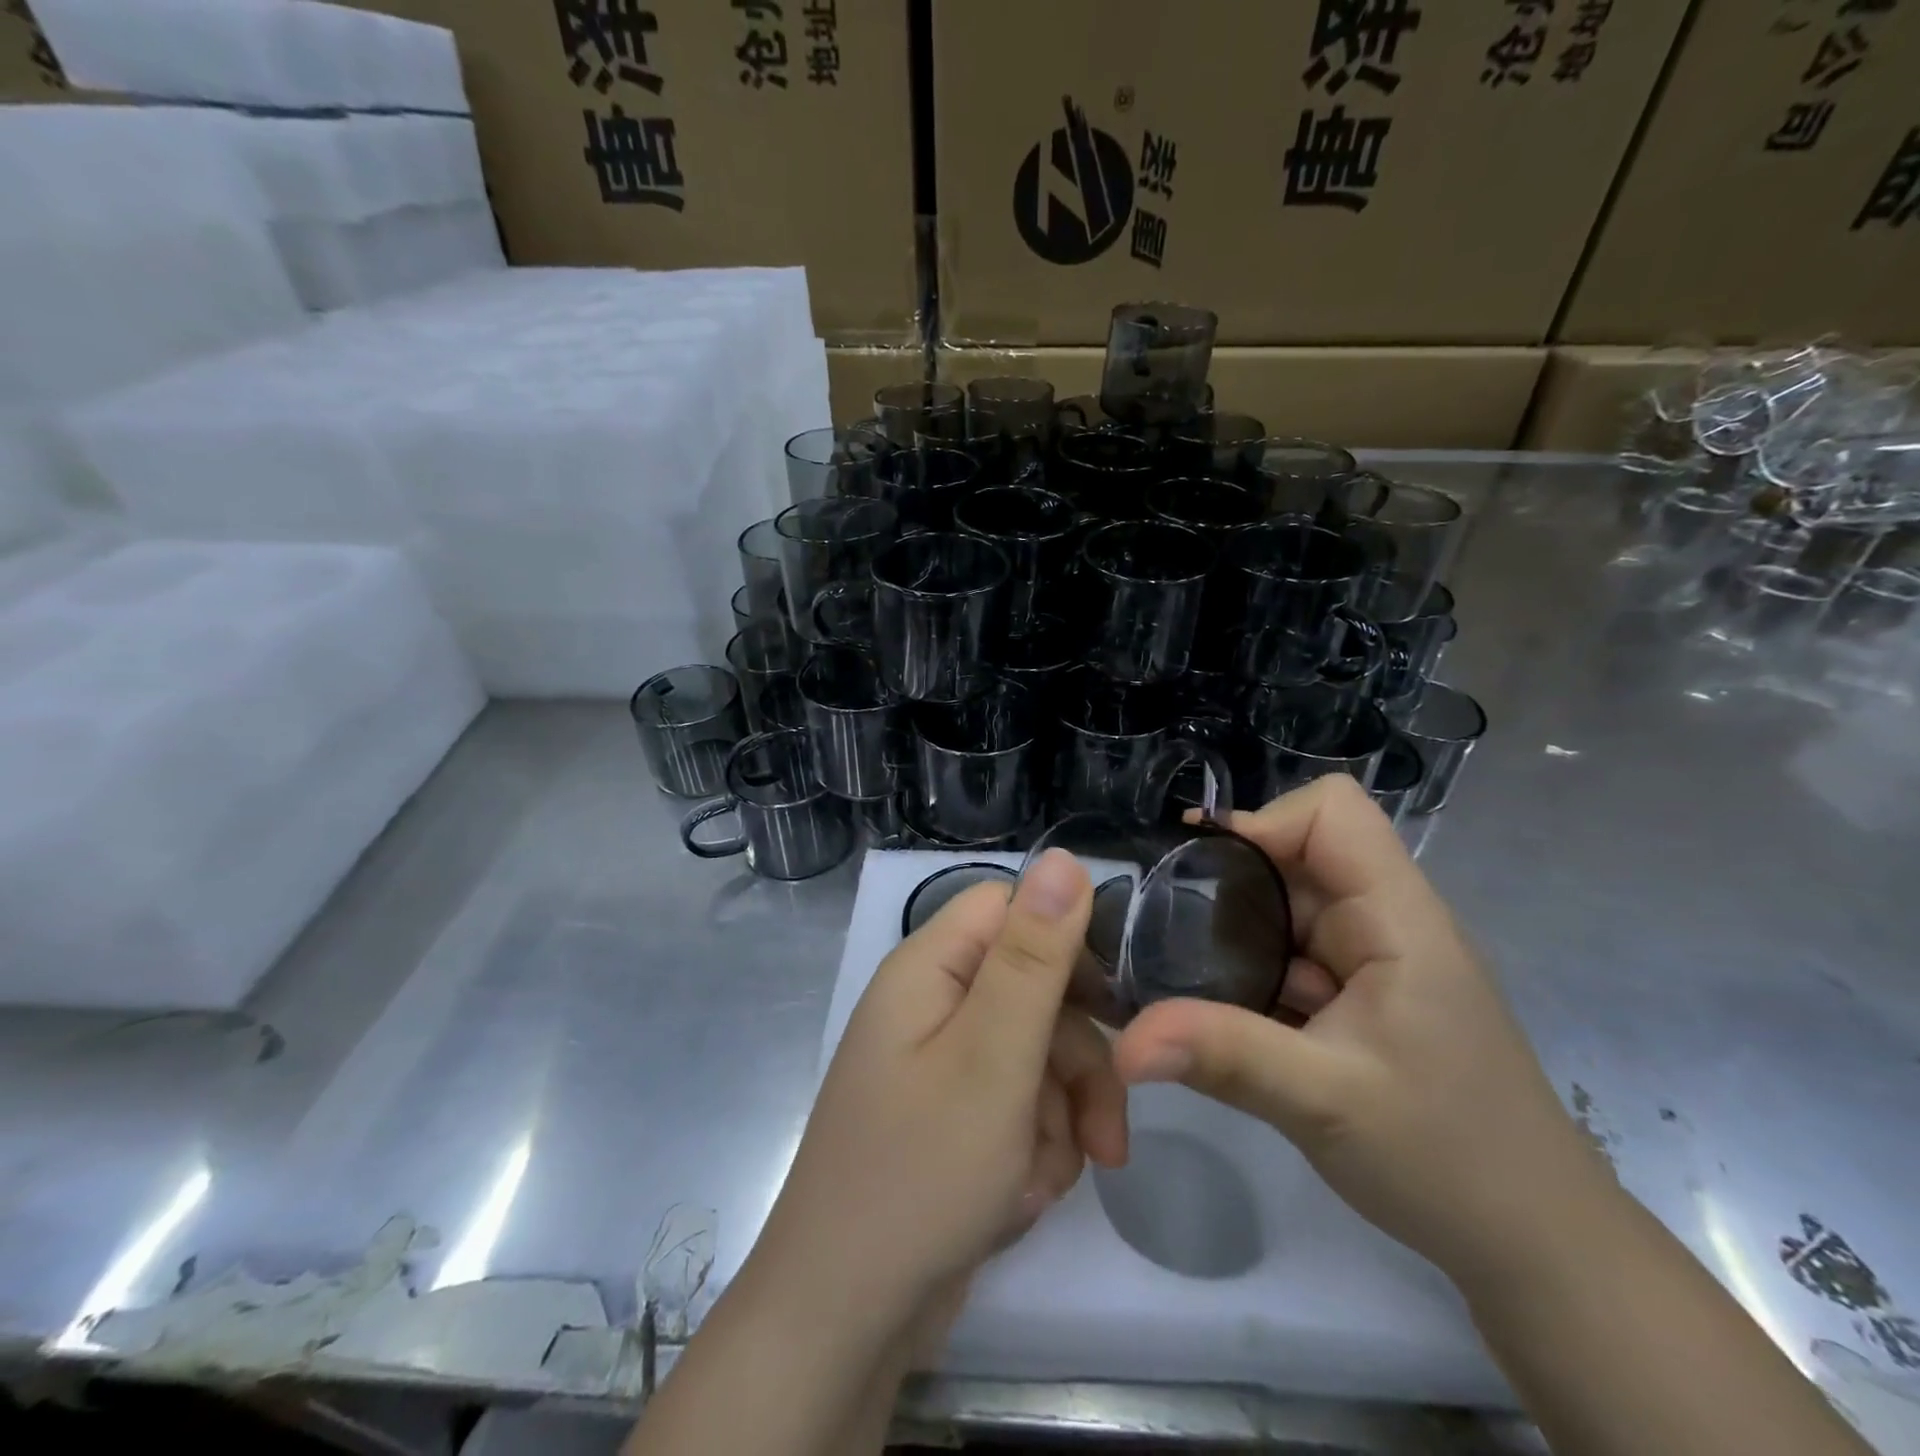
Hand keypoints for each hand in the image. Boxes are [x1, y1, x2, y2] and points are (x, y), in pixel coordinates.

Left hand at [751, 849, 1128, 1320]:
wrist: (844, 1320)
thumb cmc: (920, 1174)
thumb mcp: (993, 1057)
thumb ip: (1033, 956)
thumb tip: (1063, 855)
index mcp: (929, 969)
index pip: (1012, 911)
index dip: (1066, 946)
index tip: (1114, 1008)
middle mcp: (930, 1005)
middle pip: (1033, 990)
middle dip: (1076, 1062)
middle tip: (1106, 1138)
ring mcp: (938, 1065)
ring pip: (1034, 1056)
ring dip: (1059, 1117)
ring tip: (1047, 1182)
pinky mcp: (950, 1118)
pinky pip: (1015, 1107)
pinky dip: (1033, 1149)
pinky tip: (1021, 1200)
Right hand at [1112, 775, 1606, 1282]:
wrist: (1533, 1244)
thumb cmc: (1449, 1159)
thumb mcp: (1323, 1102)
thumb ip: (1223, 1055)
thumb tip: (1124, 1043)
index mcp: (1397, 918)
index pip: (1332, 813)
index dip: (1264, 822)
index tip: (1200, 871)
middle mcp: (1384, 922)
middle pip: (1295, 856)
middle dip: (1227, 884)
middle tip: (1161, 928)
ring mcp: (1372, 961)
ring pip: (1285, 908)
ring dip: (1232, 933)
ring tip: (1175, 970)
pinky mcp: (1359, 996)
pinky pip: (1290, 955)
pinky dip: (1248, 971)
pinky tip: (1216, 1010)